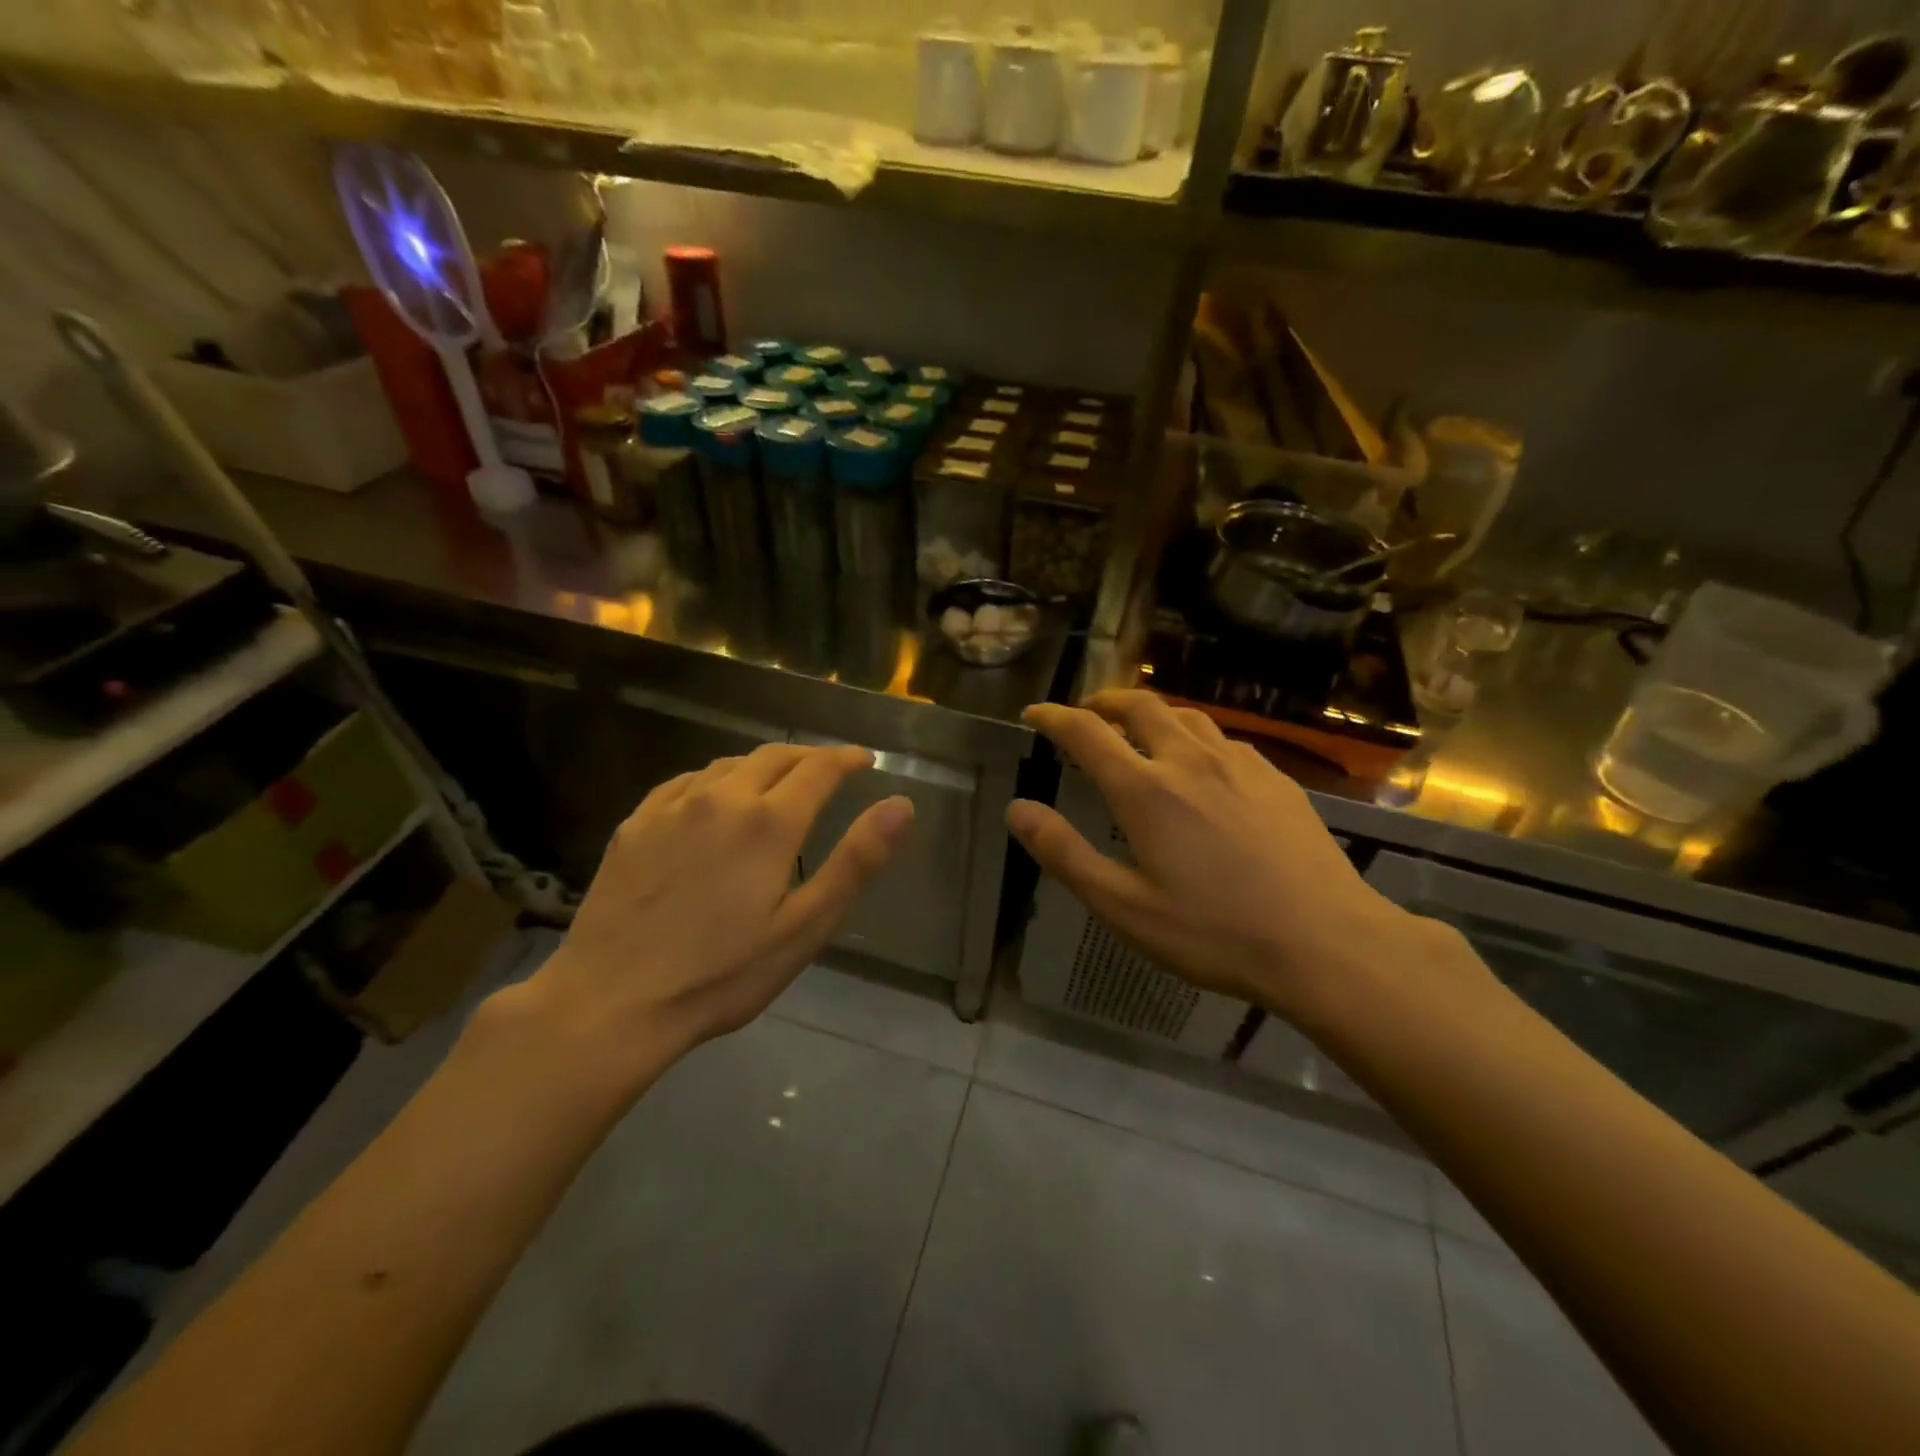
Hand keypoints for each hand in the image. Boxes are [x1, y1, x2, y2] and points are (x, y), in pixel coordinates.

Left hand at [511, 743, 912, 1083]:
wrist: (611, 1002)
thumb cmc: (721, 974)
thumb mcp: (805, 927)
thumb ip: (856, 860)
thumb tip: (901, 805)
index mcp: (769, 822)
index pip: (819, 767)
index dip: (846, 758)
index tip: (864, 759)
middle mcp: (722, 797)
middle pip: (774, 755)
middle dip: (809, 756)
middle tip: (828, 769)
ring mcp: (673, 807)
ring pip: (729, 763)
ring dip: (763, 765)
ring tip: (777, 781)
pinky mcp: (636, 823)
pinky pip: (686, 781)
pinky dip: (715, 779)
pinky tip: (714, 797)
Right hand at [1008, 691, 1444, 1030]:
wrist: (1328, 943)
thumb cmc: (1216, 933)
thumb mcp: (1124, 907)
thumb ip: (1065, 854)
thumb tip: (1017, 809)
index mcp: (1146, 790)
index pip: (1085, 732)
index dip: (1053, 717)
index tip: (1034, 714)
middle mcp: (1190, 760)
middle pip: (1139, 705)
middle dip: (1103, 701)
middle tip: (1085, 713)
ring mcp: (1240, 764)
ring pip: (1185, 714)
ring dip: (1150, 712)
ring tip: (1137, 728)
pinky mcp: (1276, 778)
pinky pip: (1223, 738)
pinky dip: (1193, 735)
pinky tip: (1201, 763)